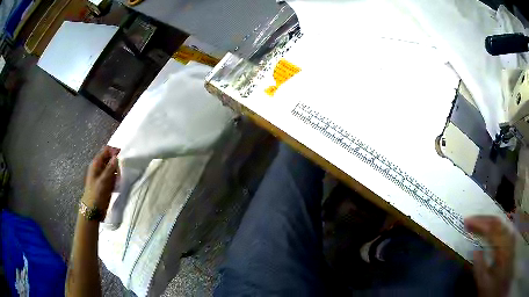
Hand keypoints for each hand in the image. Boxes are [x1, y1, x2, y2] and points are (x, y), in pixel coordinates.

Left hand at [82, 146, 119, 210]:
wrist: (93, 211)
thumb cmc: (96, 194)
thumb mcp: (103, 181)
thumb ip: (110, 168)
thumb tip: (116, 157)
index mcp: (96, 164)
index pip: (106, 150)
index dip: (114, 151)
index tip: (122, 157)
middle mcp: (99, 167)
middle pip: (110, 158)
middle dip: (117, 162)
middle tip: (122, 170)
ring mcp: (102, 176)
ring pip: (112, 168)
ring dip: (118, 171)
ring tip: (120, 178)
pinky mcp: (106, 183)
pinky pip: (113, 177)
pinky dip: (117, 178)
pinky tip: (119, 184)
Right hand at [465, 216, 514, 296]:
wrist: (498, 286)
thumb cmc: (491, 288)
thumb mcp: (483, 284)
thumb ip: (479, 268)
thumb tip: (474, 250)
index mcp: (503, 248)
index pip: (492, 229)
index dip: (479, 223)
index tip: (467, 221)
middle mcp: (508, 237)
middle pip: (497, 222)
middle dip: (483, 219)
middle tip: (469, 220)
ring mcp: (511, 237)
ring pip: (501, 222)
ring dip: (488, 220)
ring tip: (477, 222)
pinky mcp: (510, 240)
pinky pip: (503, 227)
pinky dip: (494, 225)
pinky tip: (488, 227)